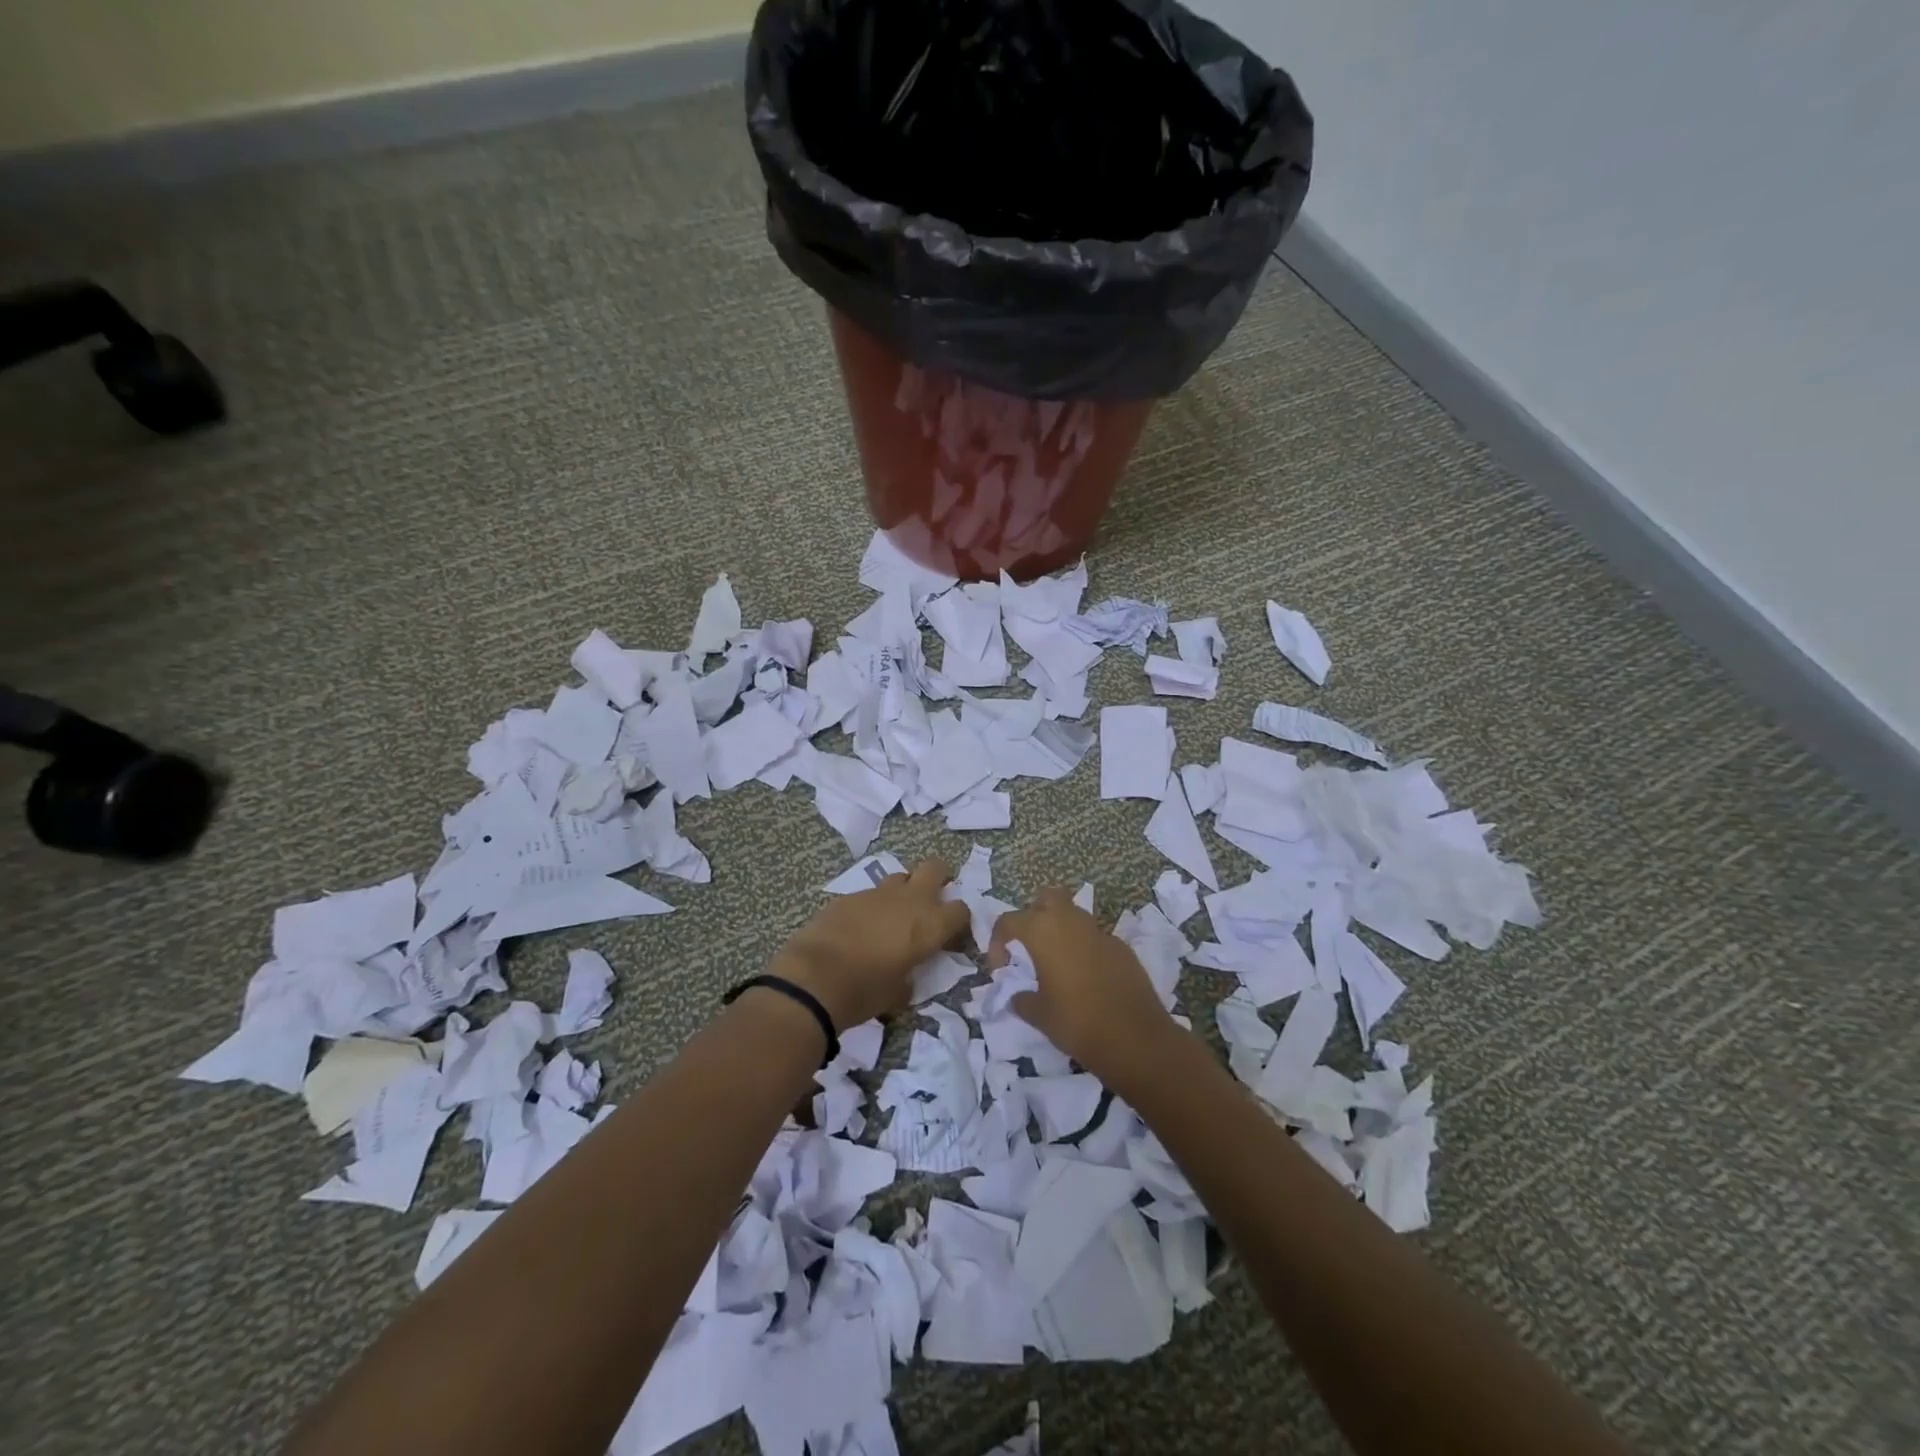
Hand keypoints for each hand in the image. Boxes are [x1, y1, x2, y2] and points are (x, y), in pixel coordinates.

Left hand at [770, 859, 970, 1029]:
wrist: (814, 977)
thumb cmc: (865, 991)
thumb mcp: (898, 994)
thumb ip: (909, 979)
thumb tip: (905, 979)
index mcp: (930, 924)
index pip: (961, 910)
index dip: (958, 922)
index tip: (949, 936)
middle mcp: (910, 900)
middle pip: (935, 868)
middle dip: (939, 878)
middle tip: (931, 901)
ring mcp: (877, 893)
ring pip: (901, 876)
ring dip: (903, 891)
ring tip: (893, 916)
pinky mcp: (849, 895)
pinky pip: (870, 894)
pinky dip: (872, 906)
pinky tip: (860, 928)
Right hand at [989, 886, 1178, 1090]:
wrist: (1136, 1038)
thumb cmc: (1077, 1022)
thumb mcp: (1039, 1015)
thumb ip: (1022, 1000)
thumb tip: (1018, 996)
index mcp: (1043, 931)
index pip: (1009, 920)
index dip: (998, 941)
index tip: (1001, 969)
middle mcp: (1071, 922)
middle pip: (1047, 898)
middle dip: (1035, 915)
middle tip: (1030, 946)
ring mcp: (1101, 932)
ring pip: (1074, 916)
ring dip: (1061, 931)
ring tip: (1057, 964)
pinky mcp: (1122, 948)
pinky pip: (1095, 938)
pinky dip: (1085, 949)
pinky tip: (1086, 979)